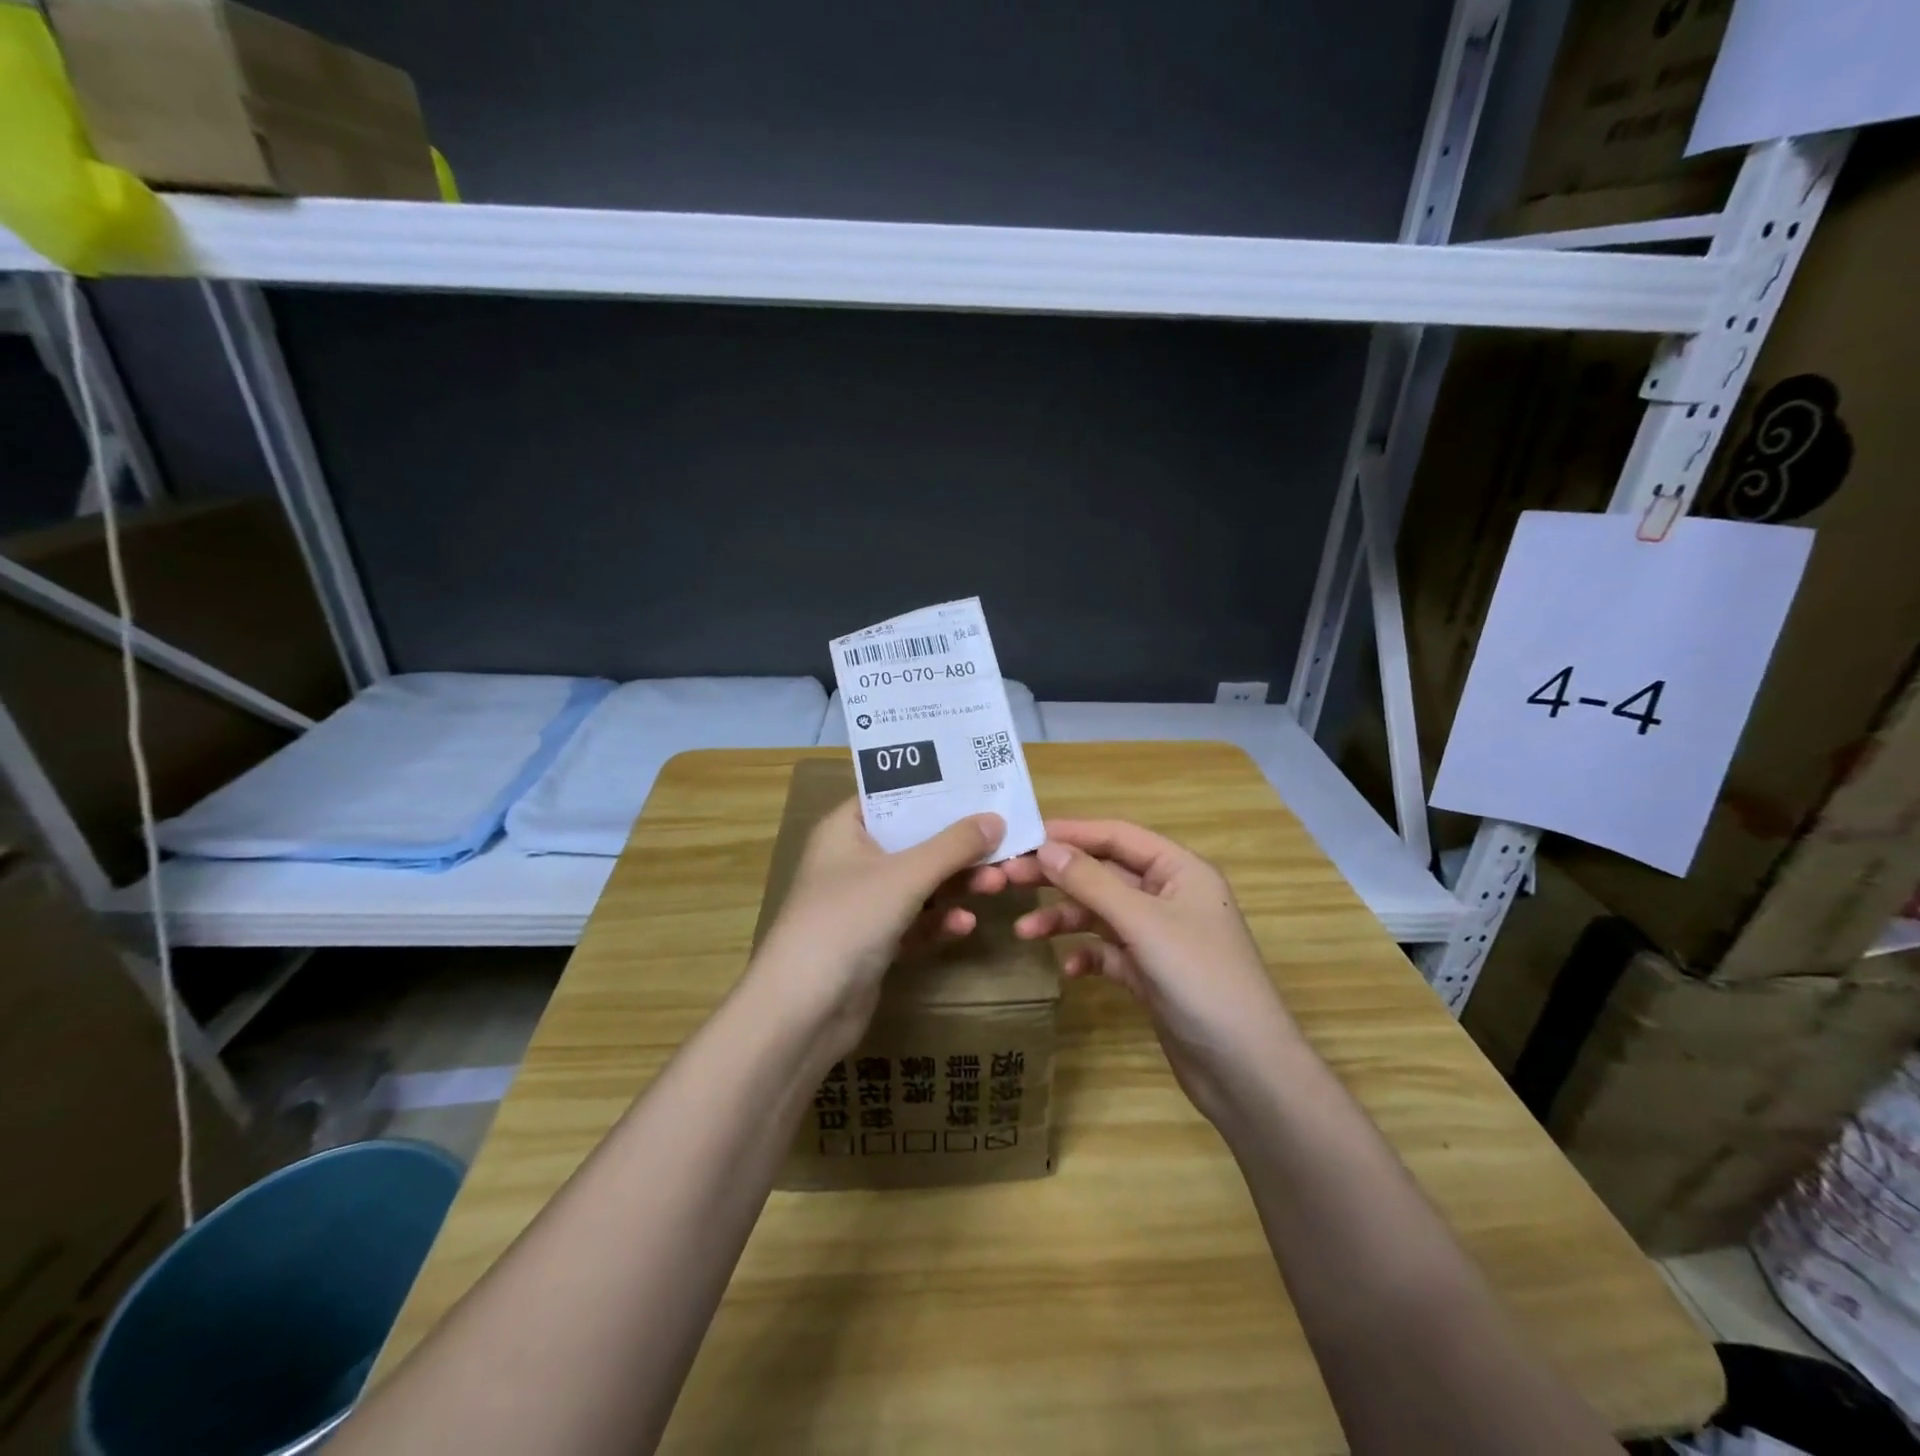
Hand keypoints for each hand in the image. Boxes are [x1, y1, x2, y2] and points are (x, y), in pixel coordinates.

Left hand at [751, 797, 1009, 1057]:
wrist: (803, 1011)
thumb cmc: (848, 920)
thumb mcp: (905, 876)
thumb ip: (953, 846)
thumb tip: (996, 818)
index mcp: (845, 831)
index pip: (893, 797)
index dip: (935, 792)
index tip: (980, 789)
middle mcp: (852, 861)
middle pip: (914, 841)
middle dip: (958, 847)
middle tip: (1004, 846)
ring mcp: (862, 904)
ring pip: (919, 883)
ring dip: (956, 884)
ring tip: (998, 884)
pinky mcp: (874, 943)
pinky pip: (915, 921)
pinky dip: (939, 920)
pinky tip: (965, 925)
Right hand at [1001, 820, 1298, 1124]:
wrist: (1244, 1070)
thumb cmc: (1200, 980)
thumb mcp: (1143, 923)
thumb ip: (1092, 882)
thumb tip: (1046, 847)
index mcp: (1179, 871)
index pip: (1118, 836)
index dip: (1071, 832)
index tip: (1023, 836)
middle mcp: (1169, 896)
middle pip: (1104, 873)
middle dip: (1058, 876)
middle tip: (1008, 878)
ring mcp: (1160, 937)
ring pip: (1101, 914)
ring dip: (1064, 919)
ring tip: (1024, 931)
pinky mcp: (1151, 974)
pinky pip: (1109, 952)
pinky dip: (1086, 955)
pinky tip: (1069, 970)